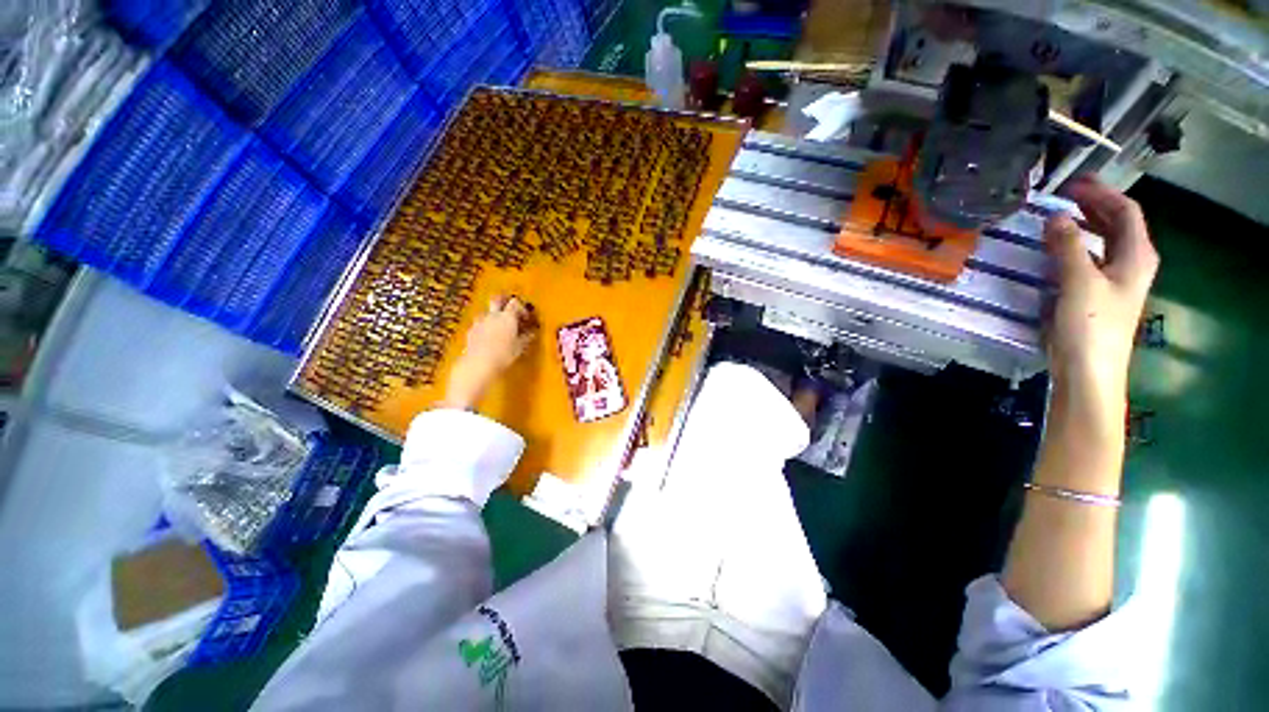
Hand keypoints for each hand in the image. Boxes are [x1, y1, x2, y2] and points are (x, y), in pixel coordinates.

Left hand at [439, 296, 538, 410]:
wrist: (478, 364)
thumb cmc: (503, 355)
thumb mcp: (519, 347)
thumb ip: (526, 338)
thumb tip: (531, 333)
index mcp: (507, 317)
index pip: (515, 303)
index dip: (521, 308)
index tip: (526, 317)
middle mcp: (493, 315)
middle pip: (497, 299)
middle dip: (504, 301)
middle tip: (510, 309)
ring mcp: (480, 322)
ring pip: (487, 311)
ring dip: (493, 314)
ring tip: (499, 325)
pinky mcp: (471, 330)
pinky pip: (480, 323)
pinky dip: (485, 325)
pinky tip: (488, 336)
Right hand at [1045, 177, 1158, 408]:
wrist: (1088, 369)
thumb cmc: (1089, 325)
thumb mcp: (1078, 282)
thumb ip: (1067, 247)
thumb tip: (1055, 215)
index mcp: (1136, 256)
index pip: (1125, 212)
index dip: (1102, 194)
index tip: (1073, 184)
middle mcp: (1130, 264)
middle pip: (1118, 225)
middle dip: (1094, 206)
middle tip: (1064, 194)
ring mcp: (1114, 280)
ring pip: (1104, 242)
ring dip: (1084, 225)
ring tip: (1058, 217)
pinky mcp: (1097, 294)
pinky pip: (1090, 259)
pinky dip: (1075, 247)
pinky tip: (1057, 249)